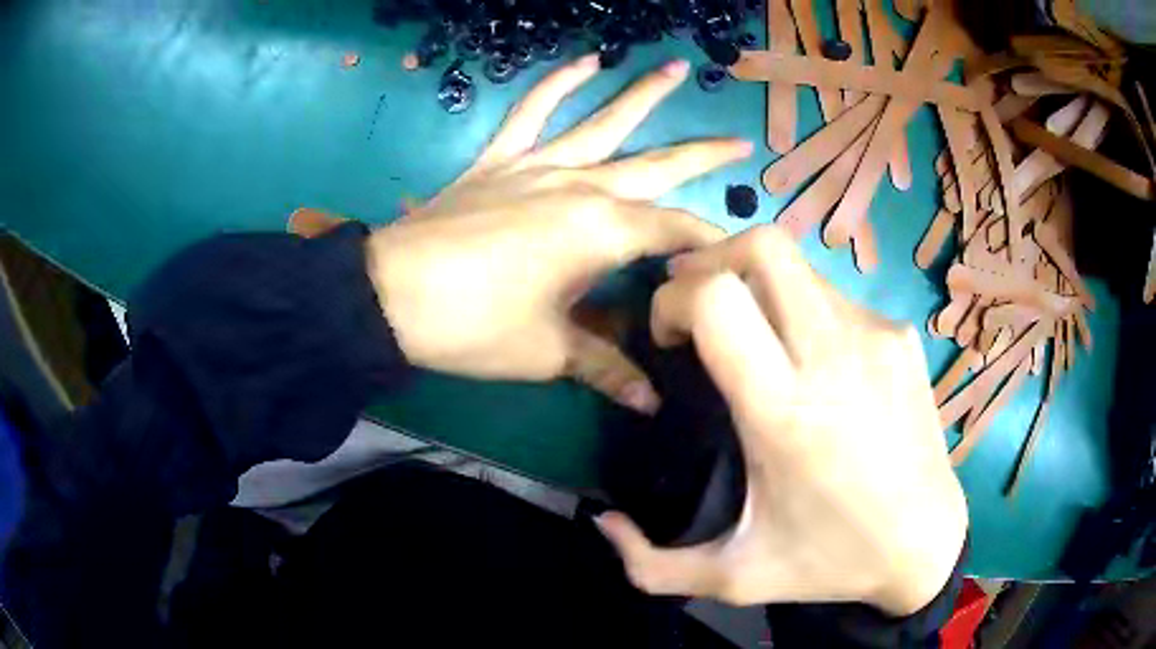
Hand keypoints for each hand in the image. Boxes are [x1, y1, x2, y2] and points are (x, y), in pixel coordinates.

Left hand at [358, 55, 750, 411]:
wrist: (391, 295)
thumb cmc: (474, 326)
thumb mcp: (548, 352)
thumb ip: (606, 369)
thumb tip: (651, 404)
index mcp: (602, 231)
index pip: (674, 231)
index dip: (708, 244)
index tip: (732, 257)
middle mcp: (581, 186)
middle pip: (657, 165)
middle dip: (704, 155)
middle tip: (741, 142)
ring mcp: (538, 164)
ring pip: (603, 122)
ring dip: (643, 95)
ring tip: (676, 68)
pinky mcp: (500, 159)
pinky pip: (532, 111)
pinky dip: (557, 84)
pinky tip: (585, 62)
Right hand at [595, 226, 967, 614]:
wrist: (924, 543)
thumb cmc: (829, 561)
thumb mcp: (733, 578)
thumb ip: (650, 564)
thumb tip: (601, 521)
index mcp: (786, 412)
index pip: (716, 299)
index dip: (673, 299)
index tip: (667, 336)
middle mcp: (835, 356)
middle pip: (762, 247)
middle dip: (711, 260)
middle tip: (696, 304)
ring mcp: (877, 336)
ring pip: (798, 267)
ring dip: (757, 286)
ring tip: (753, 335)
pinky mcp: (902, 337)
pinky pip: (835, 298)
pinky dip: (803, 311)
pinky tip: (810, 360)